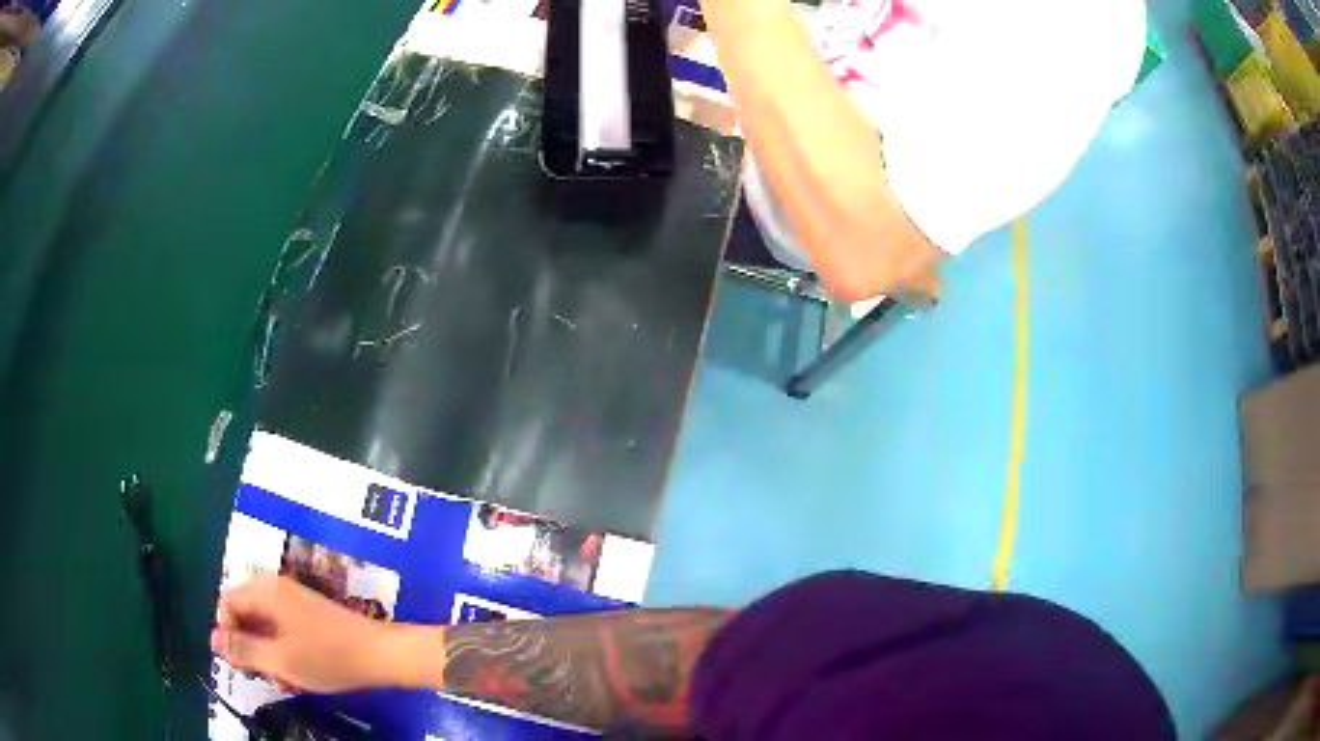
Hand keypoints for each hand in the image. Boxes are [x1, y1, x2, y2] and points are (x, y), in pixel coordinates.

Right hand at [211, 574, 414, 693]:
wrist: (381, 655)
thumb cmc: (327, 657)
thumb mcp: (279, 660)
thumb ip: (243, 649)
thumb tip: (212, 639)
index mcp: (265, 590)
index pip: (227, 604)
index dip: (227, 634)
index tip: (238, 664)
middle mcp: (276, 589)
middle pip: (245, 615)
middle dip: (249, 648)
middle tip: (262, 675)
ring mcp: (294, 601)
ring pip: (265, 628)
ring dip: (267, 656)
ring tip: (282, 682)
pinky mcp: (309, 616)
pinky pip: (283, 632)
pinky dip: (284, 654)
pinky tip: (295, 679)